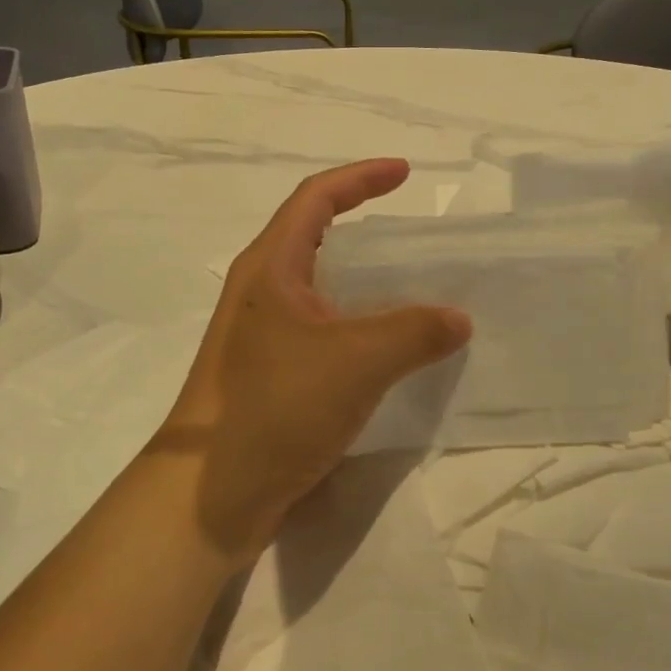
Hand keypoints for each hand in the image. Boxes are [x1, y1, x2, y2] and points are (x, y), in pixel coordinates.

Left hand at [151, 160, 471, 565]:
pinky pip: (323, 332)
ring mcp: (262, 337)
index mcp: (269, 268)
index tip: (405, 174)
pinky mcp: (270, 375)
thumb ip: (415, 332)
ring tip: (413, 292)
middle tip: (413, 238)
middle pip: (314, 239)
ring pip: (321, 290)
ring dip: (364, 284)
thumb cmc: (275, 409)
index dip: (361, 178)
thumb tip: (459, 319)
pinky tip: (388, 352)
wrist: (212, 495)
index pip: (315, 199)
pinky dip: (358, 327)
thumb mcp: (356, 361)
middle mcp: (261, 293)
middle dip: (363, 228)